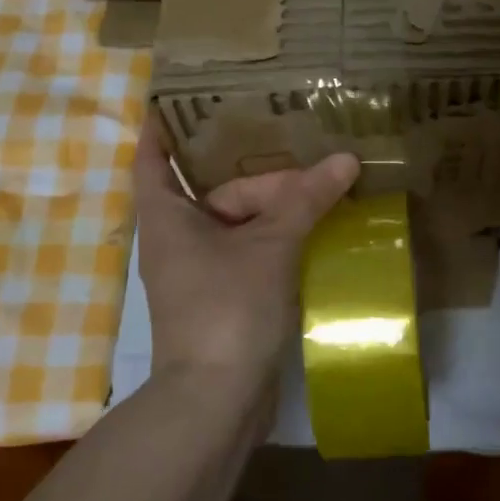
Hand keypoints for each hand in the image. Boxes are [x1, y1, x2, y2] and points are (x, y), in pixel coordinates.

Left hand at [133, 115, 358, 399]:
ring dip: (275, 210)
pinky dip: (276, 241)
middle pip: (218, 192)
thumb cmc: (227, 309)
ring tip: (322, 187)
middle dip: (261, 177)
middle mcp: (177, 240)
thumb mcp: (271, 246)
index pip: (153, 159)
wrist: (216, 401)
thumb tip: (346, 159)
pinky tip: (314, 230)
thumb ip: (306, 200)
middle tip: (309, 155)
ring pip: (238, 224)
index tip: (176, 99)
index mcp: (167, 218)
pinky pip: (249, 253)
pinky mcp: (222, 298)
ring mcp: (199, 272)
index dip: (162, 128)